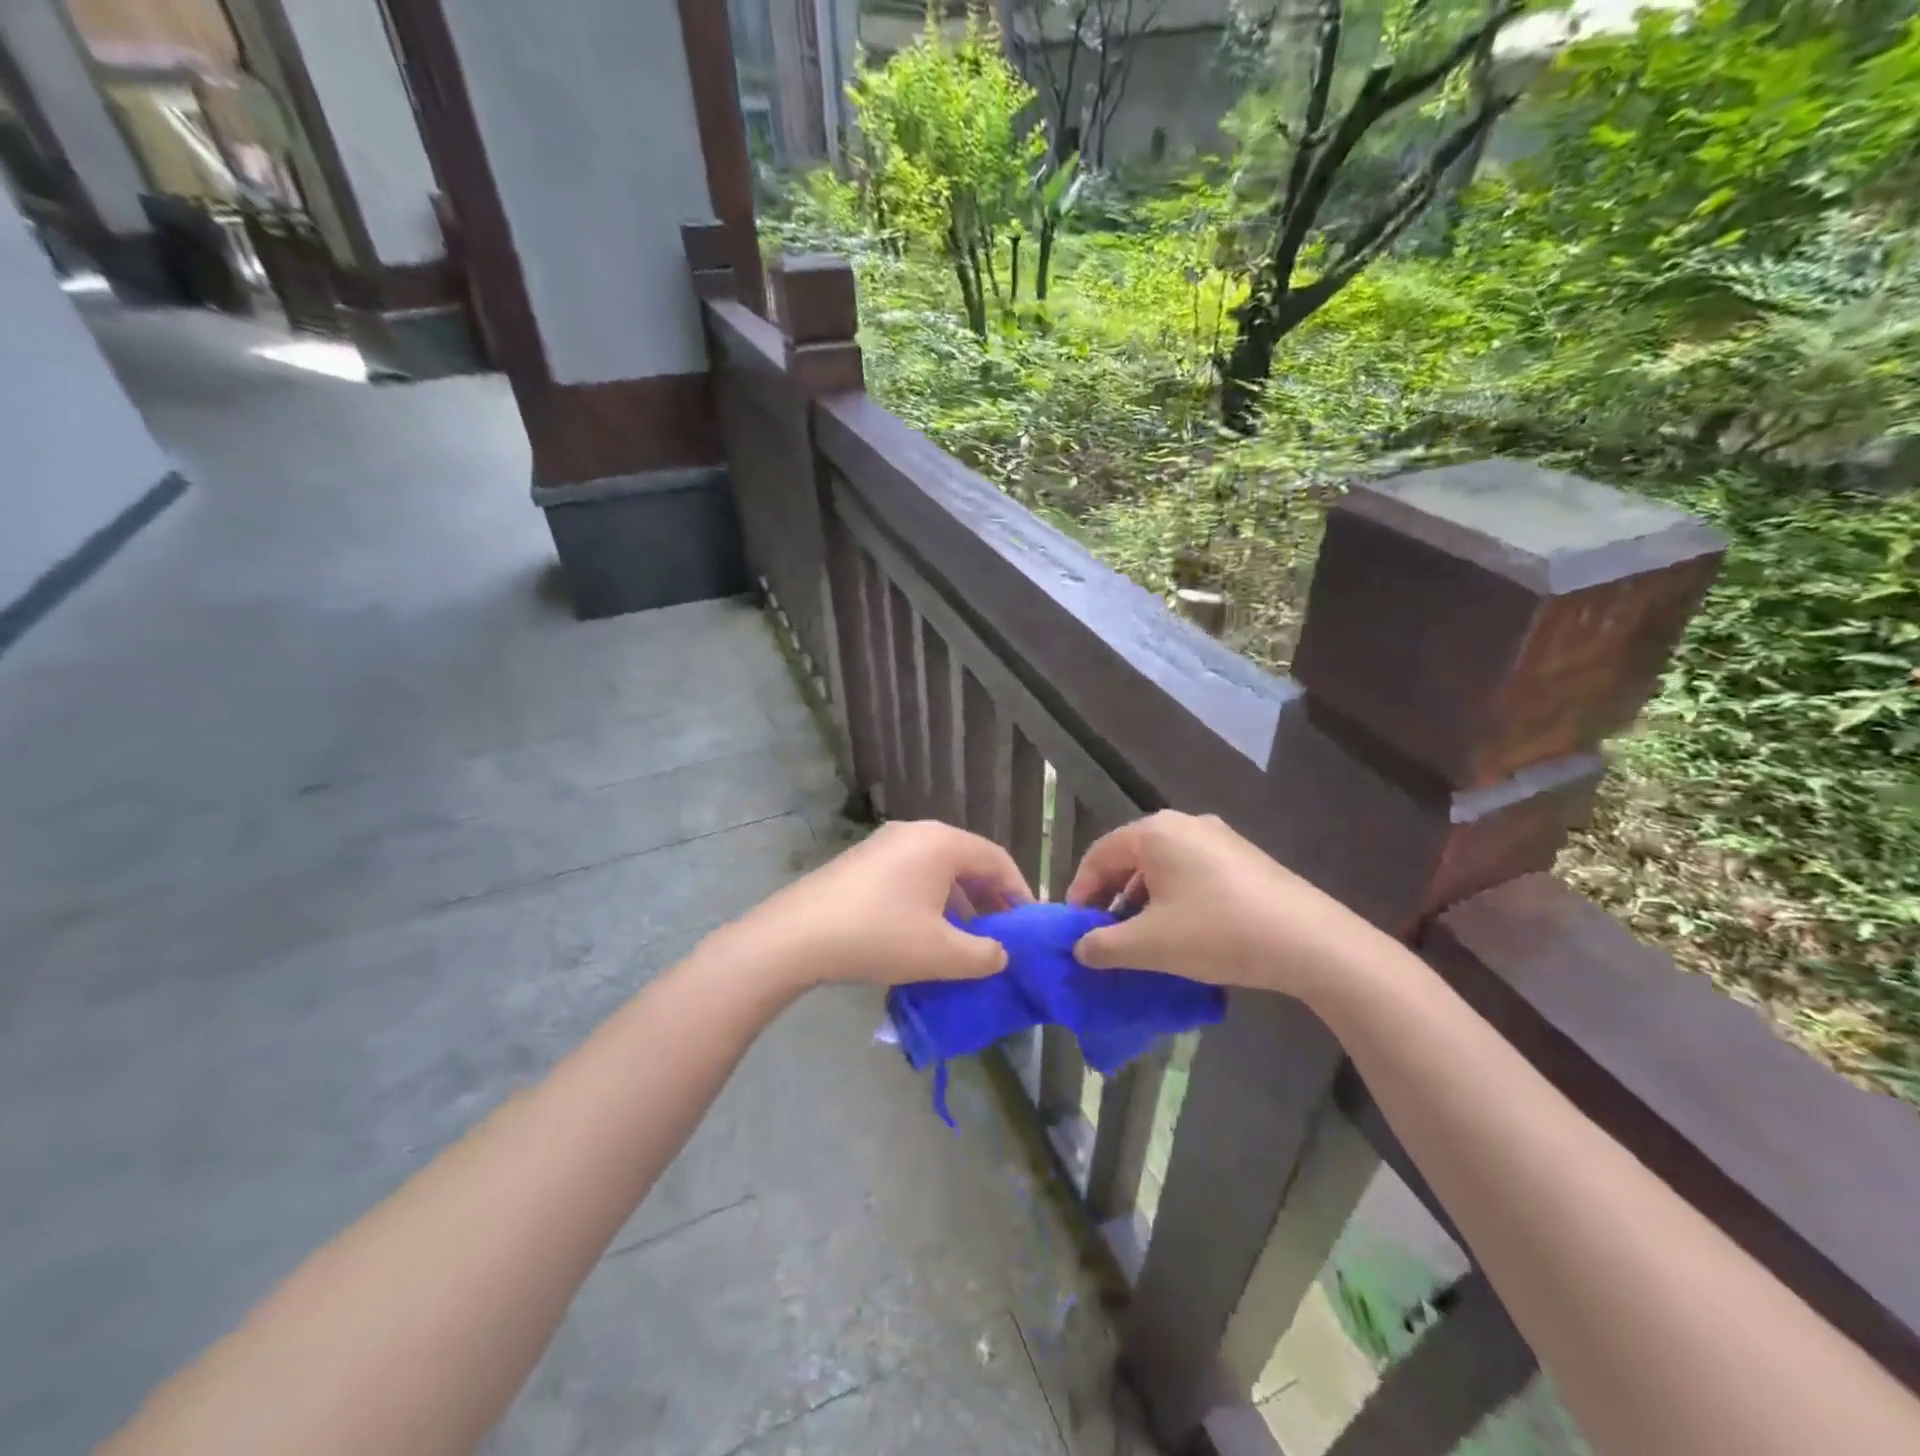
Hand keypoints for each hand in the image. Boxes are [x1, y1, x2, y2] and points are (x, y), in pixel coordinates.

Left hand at [722, 820, 1032, 989]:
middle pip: (966, 861)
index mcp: (942, 843)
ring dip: (958, 901)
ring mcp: (884, 843)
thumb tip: (1000, 954)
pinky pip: (910, 874)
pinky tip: (924, 932)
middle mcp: (916, 832)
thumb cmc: (880, 936)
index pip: (996, 859)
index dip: (1018, 892)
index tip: (1029, 923)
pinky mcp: (862, 861)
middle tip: (1001, 933)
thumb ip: (984, 955)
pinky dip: (929, 899)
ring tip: (965, 938)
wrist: (798, 936)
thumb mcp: (942, 954)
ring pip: (937, 869)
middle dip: (988, 898)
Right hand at [1065, 811, 1379, 999]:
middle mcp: (1184, 824)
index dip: (1080, 891)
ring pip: (1163, 866)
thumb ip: (1104, 945)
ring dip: (1143, 900)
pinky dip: (1174, 897)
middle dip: (1112, 897)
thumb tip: (1080, 948)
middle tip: (1104, 934)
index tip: (1075, 927)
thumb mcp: (1150, 944)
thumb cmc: (1216, 932)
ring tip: (1141, 938)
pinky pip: (1192, 872)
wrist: (1309, 941)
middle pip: (1131, 857)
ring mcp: (1219, 838)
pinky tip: (1181, 931)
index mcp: (1155, 832)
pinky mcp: (1244, 858)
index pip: (1099, 854)